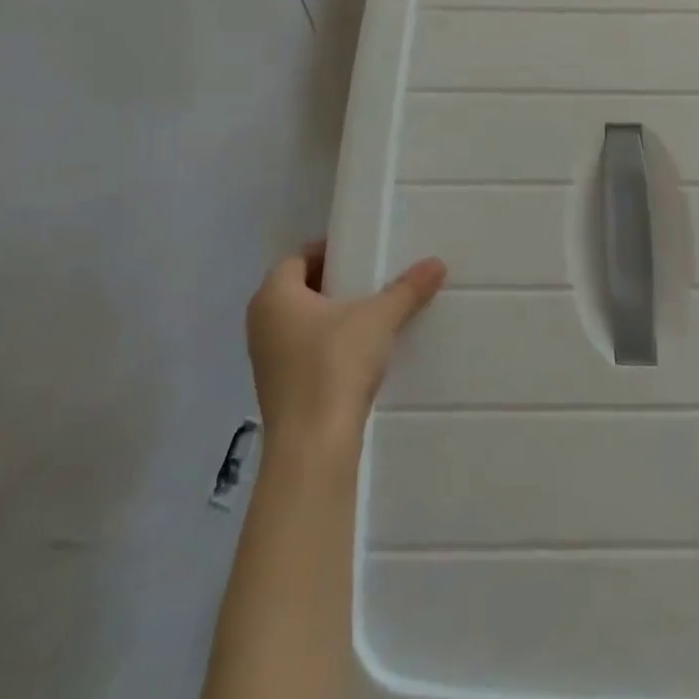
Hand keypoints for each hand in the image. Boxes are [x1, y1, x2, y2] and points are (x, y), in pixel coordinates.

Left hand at [246, 241, 446, 452]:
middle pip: (299, 289)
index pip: (298, 258)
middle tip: (371, 279)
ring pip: (300, 322)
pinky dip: (327, 345)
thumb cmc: (335, 364)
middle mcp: (261, 321)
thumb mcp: (379, 319)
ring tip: (370, 314)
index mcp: (274, 294)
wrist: (313, 446)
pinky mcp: (277, 389)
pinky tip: (359, 353)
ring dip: (331, 316)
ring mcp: (266, 359)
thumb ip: (407, 289)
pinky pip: (302, 351)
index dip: (329, 252)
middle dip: (334, 283)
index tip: (361, 253)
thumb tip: (437, 263)